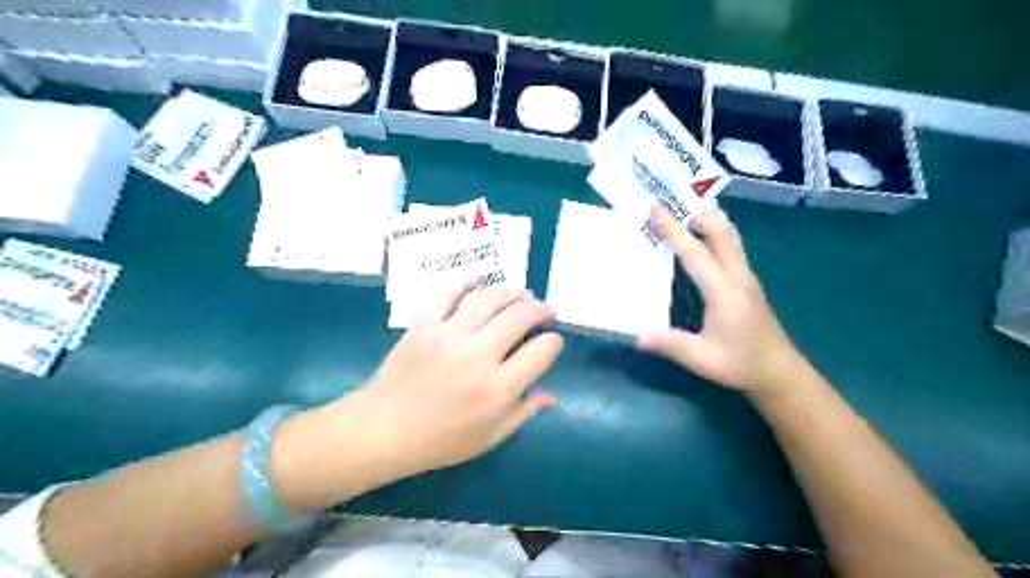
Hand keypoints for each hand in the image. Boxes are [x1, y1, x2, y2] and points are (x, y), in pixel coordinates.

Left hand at [273, 282, 561, 509]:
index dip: (553, 342)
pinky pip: (447, 295)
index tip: (552, 341)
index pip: (541, 352)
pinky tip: (478, 281)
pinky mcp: (424, 325)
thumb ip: (522, 413)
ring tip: (521, 294)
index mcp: (497, 388)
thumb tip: (551, 396)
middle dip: (540, 309)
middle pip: (519, 317)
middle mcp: (478, 355)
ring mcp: (448, 335)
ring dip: (510, 293)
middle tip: (545, 310)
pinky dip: (465, 283)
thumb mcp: (488, 437)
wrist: (383, 429)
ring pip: (488, 300)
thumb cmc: (439, 441)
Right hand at [643, 206, 808, 395]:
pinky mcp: (747, 281)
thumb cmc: (740, 364)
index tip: (656, 209)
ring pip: (729, 235)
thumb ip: (669, 345)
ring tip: (681, 221)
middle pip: (722, 230)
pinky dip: (713, 235)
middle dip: (696, 214)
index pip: (695, 252)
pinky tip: (698, 246)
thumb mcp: (701, 359)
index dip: (674, 230)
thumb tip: (636, 335)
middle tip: (668, 212)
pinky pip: (730, 247)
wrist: (779, 372)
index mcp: (724, 291)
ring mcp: (746, 276)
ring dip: (707, 222)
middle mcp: (738, 275)